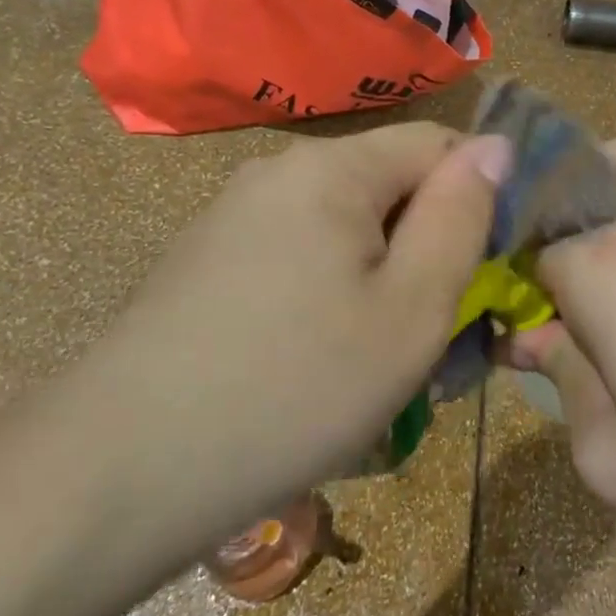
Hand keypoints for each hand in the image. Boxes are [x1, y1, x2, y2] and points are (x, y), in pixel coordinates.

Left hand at [76, 123, 506, 541]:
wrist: (121, 472)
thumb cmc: (295, 388)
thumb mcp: (411, 310)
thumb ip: (461, 218)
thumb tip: (494, 146)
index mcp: (331, 168)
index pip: (438, 143)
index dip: (478, 196)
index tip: (484, 271)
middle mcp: (278, 171)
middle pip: (387, 184)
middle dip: (424, 245)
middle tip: (431, 331)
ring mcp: (233, 214)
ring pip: (343, 225)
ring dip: (378, 275)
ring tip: (374, 357)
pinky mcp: (206, 259)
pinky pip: (296, 253)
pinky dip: (328, 291)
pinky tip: (313, 359)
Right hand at [512, 141, 615, 550]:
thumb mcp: (610, 457)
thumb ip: (559, 382)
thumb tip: (531, 336)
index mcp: (602, 266)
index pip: (531, 246)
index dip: (525, 282)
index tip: (536, 319)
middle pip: (579, 172)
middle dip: (560, 210)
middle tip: (573, 275)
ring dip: (613, 204)